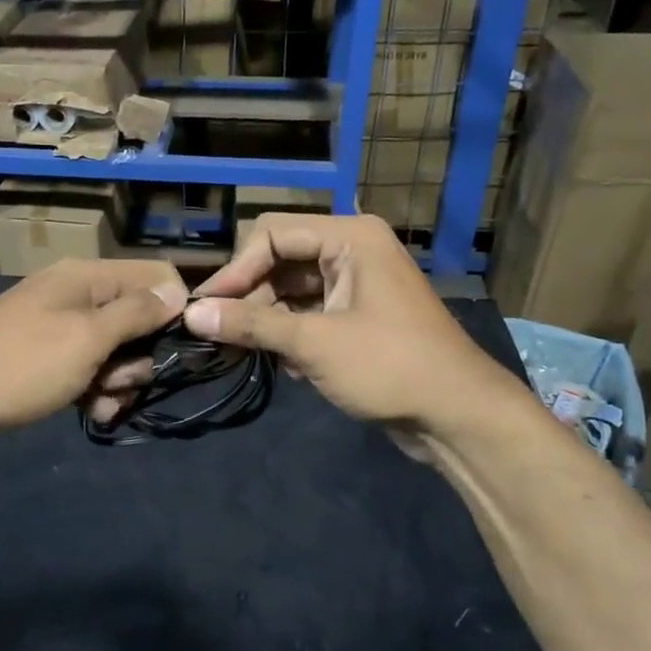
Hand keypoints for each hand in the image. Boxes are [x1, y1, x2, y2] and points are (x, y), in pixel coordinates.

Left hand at [0, 259, 187, 440]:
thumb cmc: (21, 364)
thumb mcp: (87, 338)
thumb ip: (136, 313)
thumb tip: (178, 290)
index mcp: (88, 277)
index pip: (156, 275)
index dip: (174, 309)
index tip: (176, 348)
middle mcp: (78, 294)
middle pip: (140, 317)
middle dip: (141, 357)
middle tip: (119, 381)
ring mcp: (61, 326)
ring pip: (117, 350)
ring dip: (119, 381)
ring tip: (100, 402)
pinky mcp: (48, 356)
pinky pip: (90, 368)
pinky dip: (96, 390)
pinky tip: (91, 412)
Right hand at [185, 214, 517, 434]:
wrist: (458, 416)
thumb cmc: (389, 366)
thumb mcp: (314, 343)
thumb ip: (251, 325)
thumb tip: (192, 314)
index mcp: (350, 238)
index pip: (272, 235)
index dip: (236, 270)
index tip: (205, 308)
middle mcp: (352, 251)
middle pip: (280, 261)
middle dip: (249, 297)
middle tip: (215, 333)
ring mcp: (356, 285)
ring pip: (291, 290)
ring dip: (266, 320)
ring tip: (241, 352)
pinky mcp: (357, 317)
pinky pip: (309, 313)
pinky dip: (290, 334)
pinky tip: (287, 365)